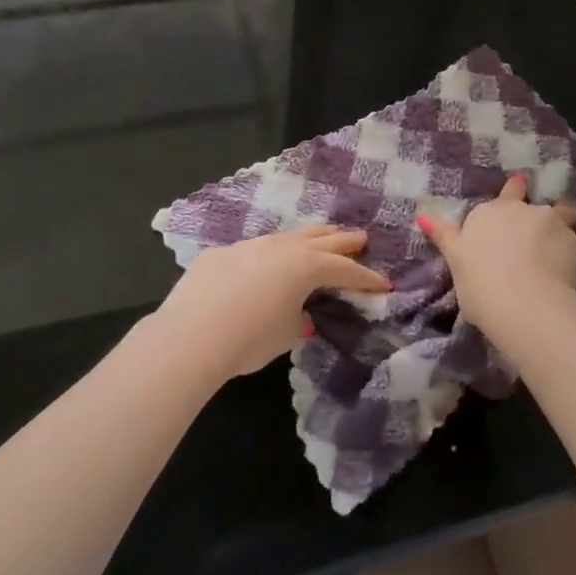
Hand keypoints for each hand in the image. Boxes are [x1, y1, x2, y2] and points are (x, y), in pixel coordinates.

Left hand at [154, 225, 391, 378]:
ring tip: (320, 238)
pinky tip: (265, 263)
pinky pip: (255, 249)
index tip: (384, 284)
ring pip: (288, 236)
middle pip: (322, 239)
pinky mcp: (221, 255)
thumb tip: (299, 312)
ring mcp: (250, 246)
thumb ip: (299, 317)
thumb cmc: (250, 338)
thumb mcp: (287, 333)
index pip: (345, 270)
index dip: (367, 278)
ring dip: (308, 238)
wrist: (191, 335)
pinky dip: (270, 254)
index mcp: (306, 266)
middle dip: (344, 240)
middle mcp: (282, 248)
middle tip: (361, 237)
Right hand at [419, 174, 575, 352]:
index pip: (507, 193)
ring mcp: (552, 223)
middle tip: (547, 221)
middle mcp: (523, 210)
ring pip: (566, 214)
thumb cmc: (479, 283)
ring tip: (569, 240)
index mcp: (491, 212)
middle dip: (543, 208)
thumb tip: (421, 215)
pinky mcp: (575, 244)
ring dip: (567, 222)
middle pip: (537, 202)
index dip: (514, 190)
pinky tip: (575, 264)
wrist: (522, 303)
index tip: (521, 186)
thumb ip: (444, 236)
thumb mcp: (455, 259)